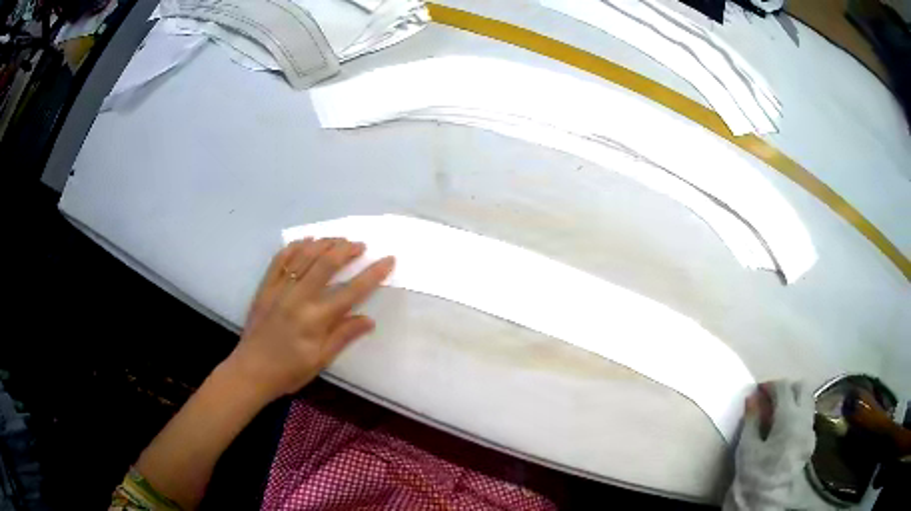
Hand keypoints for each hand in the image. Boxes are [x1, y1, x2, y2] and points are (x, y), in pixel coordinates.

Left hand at [224, 238, 394, 401]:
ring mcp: (279, 289)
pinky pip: (280, 259)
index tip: (388, 260)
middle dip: (347, 250)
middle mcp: (298, 298)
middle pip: (326, 264)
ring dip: (324, 243)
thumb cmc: (289, 371)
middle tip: (361, 245)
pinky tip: (306, 242)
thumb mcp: (320, 360)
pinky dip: (295, 247)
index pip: (351, 291)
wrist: (251, 371)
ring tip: (339, 239)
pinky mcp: (265, 287)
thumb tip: (369, 319)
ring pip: (304, 256)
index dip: (372, 274)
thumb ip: (343, 336)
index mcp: (316, 319)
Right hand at [724, 380, 816, 509]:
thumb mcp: (747, 447)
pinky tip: (785, 430)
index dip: (770, 385)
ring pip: (808, 401)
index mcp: (789, 418)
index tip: (758, 391)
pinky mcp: (811, 441)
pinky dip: (798, 414)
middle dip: (787, 388)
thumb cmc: (753, 474)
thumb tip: (752, 397)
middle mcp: (805, 419)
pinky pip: (808, 417)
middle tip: (770, 400)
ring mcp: (810, 430)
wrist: (764, 502)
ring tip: (777, 414)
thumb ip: (752, 419)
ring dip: (794, 400)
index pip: (784, 387)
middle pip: (802, 388)